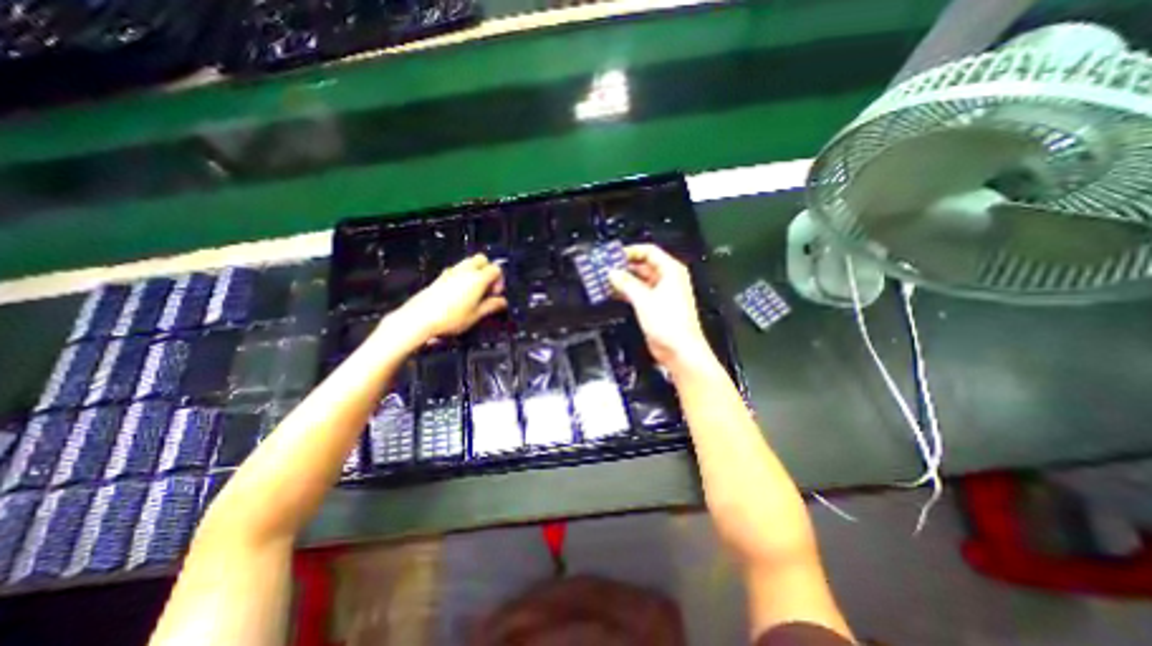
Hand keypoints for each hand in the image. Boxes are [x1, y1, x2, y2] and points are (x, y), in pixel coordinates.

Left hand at [394, 255, 505, 340]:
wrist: (419, 318)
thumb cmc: (451, 318)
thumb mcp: (476, 315)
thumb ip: (491, 306)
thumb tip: (502, 302)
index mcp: (478, 279)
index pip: (496, 269)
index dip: (500, 281)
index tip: (496, 294)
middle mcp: (465, 271)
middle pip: (482, 259)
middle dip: (488, 270)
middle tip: (487, 288)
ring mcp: (451, 272)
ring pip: (469, 262)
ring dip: (475, 272)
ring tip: (474, 291)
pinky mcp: (440, 276)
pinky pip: (457, 269)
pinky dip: (463, 276)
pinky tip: (460, 293)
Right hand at [611, 242, 710, 372]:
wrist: (679, 350)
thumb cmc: (672, 325)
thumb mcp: (644, 299)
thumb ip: (626, 283)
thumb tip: (613, 273)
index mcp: (671, 271)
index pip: (649, 252)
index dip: (630, 251)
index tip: (613, 255)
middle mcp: (667, 280)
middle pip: (642, 265)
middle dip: (623, 266)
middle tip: (605, 268)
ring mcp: (661, 294)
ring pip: (638, 280)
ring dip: (623, 280)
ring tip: (605, 279)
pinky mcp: (655, 306)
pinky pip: (638, 293)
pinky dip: (626, 291)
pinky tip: (613, 292)